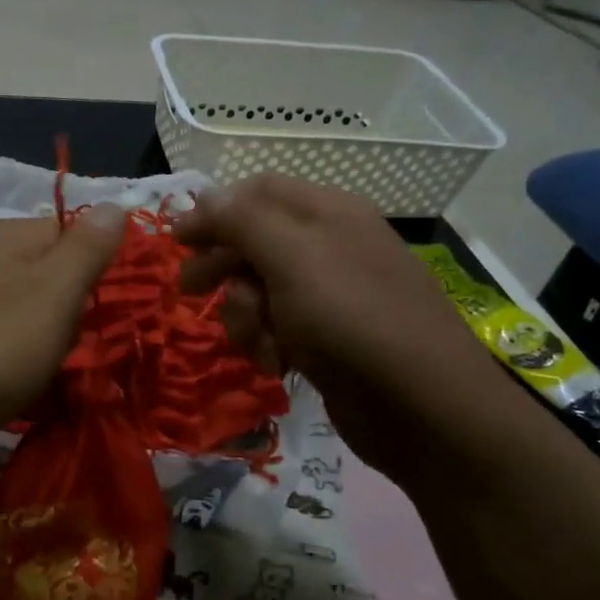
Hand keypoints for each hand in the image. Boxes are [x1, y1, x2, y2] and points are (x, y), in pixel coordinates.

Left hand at [0, 209, 127, 456]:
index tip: (108, 308)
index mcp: (8, 233)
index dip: (99, 267)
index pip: (74, 231)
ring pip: (27, 304)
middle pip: (51, 270)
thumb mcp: (55, 292)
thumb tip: (115, 204)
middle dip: (73, 307)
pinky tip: (14, 378)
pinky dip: (16, 352)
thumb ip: (88, 248)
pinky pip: (0, 330)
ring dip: (47, 334)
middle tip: (75, 343)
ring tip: (47, 367)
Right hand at [174, 174, 510, 477]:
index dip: (214, 211)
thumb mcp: (291, 258)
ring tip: (260, 342)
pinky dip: (268, 343)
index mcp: (327, 212)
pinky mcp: (326, 339)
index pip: (256, 191)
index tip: (177, 241)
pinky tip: (277, 365)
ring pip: (259, 290)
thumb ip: (242, 221)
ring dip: (245, 316)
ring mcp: (329, 295)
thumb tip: (204, 195)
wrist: (422, 408)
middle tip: (190, 289)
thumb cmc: (351, 318)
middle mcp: (328, 246)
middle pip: (253, 241)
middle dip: (223, 268)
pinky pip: (276, 328)